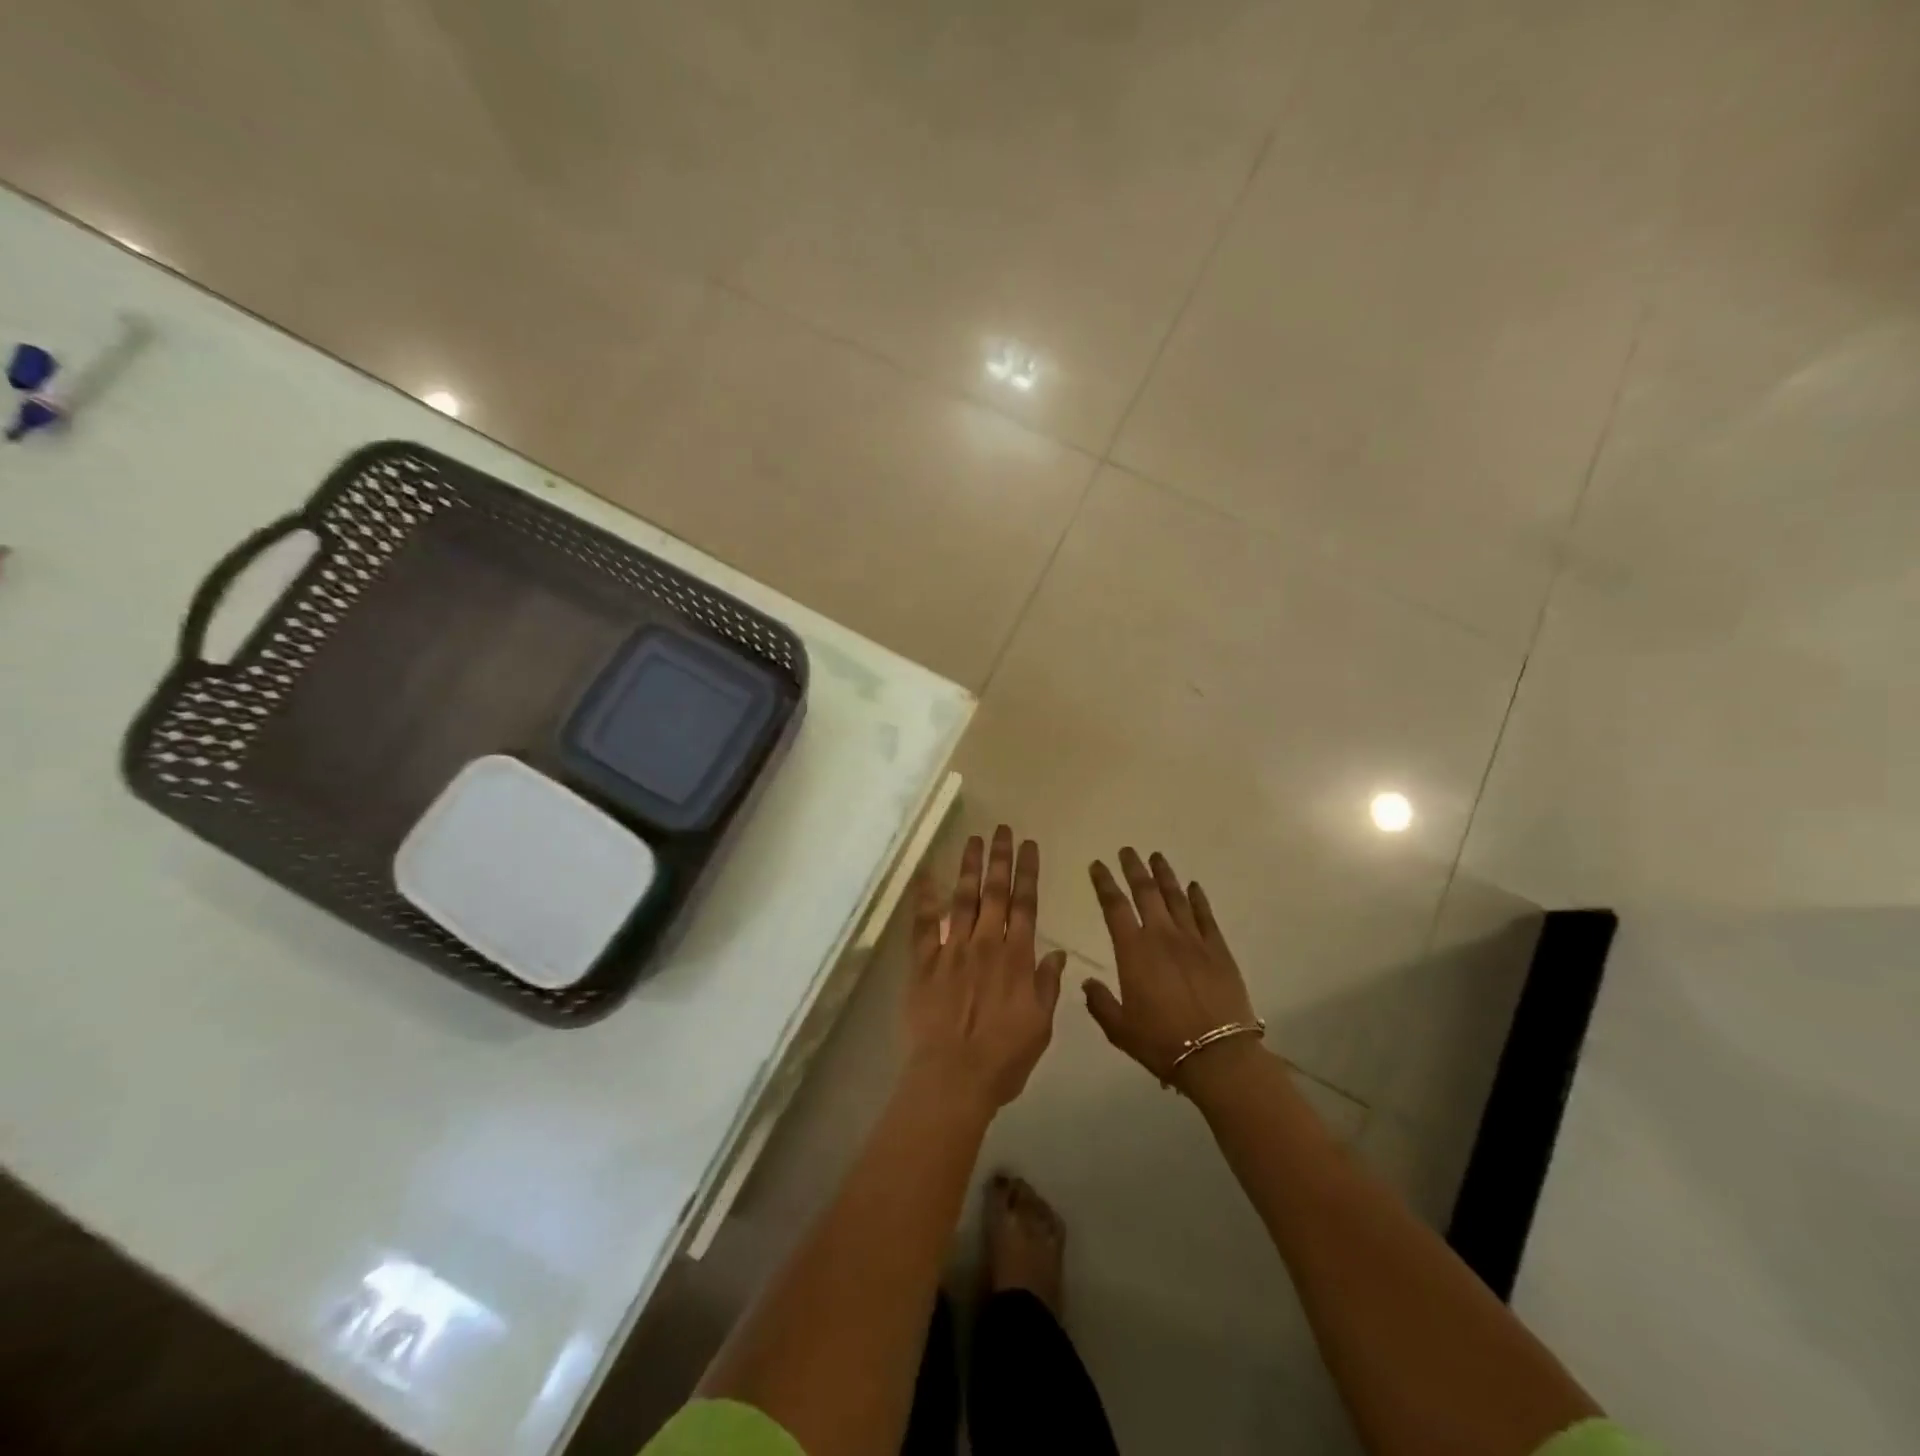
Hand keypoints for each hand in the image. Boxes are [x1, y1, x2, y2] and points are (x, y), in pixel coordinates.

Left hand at [905, 827, 1067, 1114]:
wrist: (953, 1078)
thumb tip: (1058, 954)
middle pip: (995, 892)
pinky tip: (925, 875)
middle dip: (1000, 858)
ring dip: (969, 867)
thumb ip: (1047, 986)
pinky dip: (924, 898)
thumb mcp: (1040, 1027)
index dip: (1028, 872)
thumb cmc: (1003, 1059)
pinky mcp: (924, 962)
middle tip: (1002, 829)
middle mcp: (986, 944)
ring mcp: (952, 950)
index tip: (1030, 846)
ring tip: (973, 839)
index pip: (1026, 904)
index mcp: (1017, 958)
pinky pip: (923, 924)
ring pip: (962, 899)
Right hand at [1083, 848, 1261, 1091]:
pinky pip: (1205, 916)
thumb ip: (1100, 1003)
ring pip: (1176, 897)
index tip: (1097, 865)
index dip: (1104, 883)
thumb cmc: (1162, 1042)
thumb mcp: (1119, 1029)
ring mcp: (1193, 940)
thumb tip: (1087, 982)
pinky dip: (1198, 898)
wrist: (1217, 1056)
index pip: (1114, 907)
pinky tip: (1193, 886)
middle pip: (1146, 892)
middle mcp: (1162, 936)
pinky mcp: (1218, 950)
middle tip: (1127, 850)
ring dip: (1164, 875)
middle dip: (1134, 868)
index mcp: (1133, 951)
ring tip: (1156, 856)